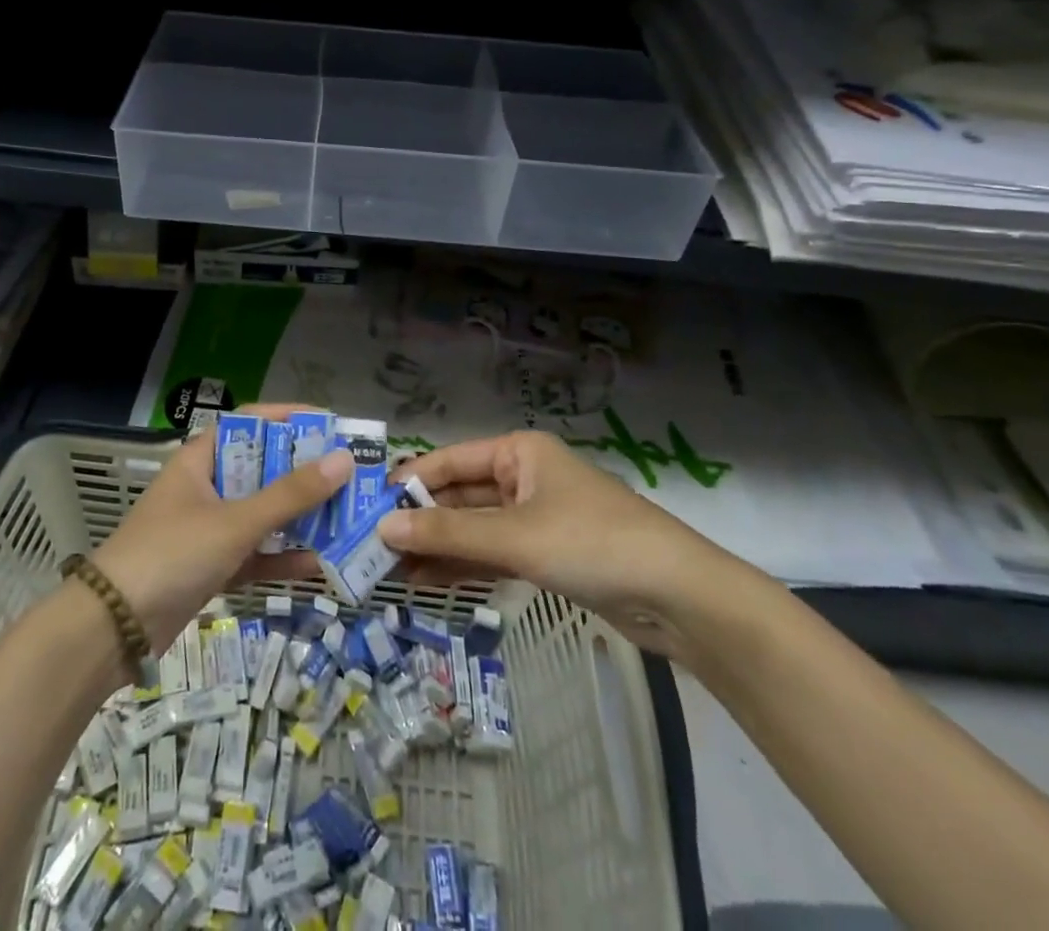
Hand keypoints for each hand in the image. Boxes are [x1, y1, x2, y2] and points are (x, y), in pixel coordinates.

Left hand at [93, 404, 351, 653]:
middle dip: (306, 473)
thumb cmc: (172, 553)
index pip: (251, 423)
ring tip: (346, 517)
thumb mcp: (235, 521)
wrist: (112, 629)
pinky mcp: (212, 567)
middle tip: (351, 476)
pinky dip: (282, 558)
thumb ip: (290, 495)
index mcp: (203, 459)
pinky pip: (256, 554)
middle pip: (263, 469)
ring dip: (300, 517)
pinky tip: (319, 564)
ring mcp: (209, 528)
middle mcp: (207, 486)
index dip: (290, 418)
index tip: (332, 425)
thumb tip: (344, 460)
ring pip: (263, 513)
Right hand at [379, 430, 757, 659]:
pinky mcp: (548, 555)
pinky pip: (494, 554)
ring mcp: (536, 518)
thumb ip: (448, 533)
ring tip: (390, 572)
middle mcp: (524, 477)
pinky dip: (465, 566)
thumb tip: (383, 527)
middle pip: (460, 496)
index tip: (368, 507)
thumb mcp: (515, 537)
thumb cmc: (592, 543)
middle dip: (420, 521)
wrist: (680, 598)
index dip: (409, 482)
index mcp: (519, 452)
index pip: (449, 461)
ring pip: (475, 529)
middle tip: (371, 550)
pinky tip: (429, 582)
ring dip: (437, 548)